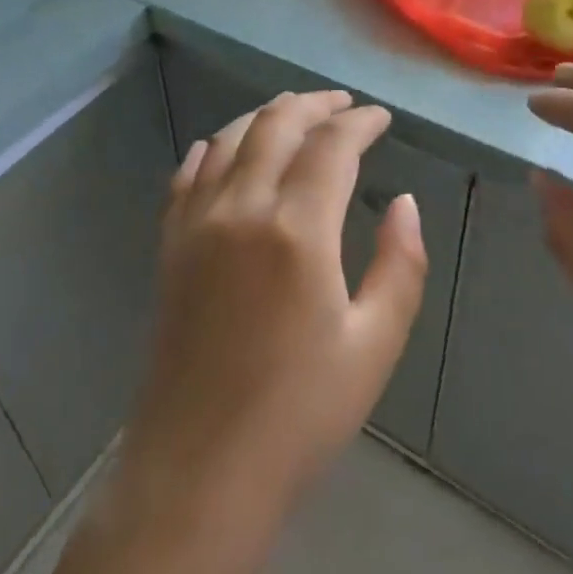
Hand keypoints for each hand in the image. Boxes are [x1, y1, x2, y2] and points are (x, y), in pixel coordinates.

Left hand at [118, 90, 428, 573]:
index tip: (380, 117)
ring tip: (294, 113)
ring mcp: (196, 224)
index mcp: (296, 230)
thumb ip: (398, 264)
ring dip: (265, 117)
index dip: (359, 122)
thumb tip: (403, 203)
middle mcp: (240, 209)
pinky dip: (213, 147)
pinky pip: (188, 173)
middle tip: (342, 104)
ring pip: (229, 139)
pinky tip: (225, 147)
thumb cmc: (299, 415)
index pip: (331, 146)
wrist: (198, 470)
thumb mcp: (374, 345)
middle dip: (313, 104)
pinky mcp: (170, 245)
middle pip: (276, 126)